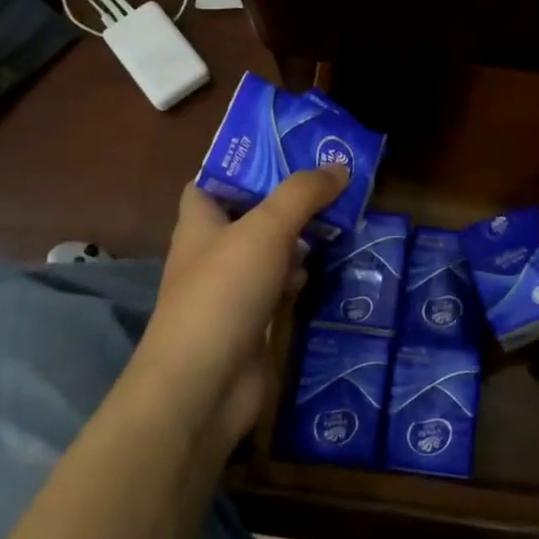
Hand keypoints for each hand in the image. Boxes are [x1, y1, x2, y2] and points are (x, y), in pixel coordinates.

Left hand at [135, 166, 348, 451]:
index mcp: (200, 223)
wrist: (204, 385)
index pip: (212, 182)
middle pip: (250, 216)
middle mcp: (212, 253)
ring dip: (298, 241)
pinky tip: (323, 271)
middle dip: (286, 202)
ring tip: (338, 221)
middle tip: (330, 185)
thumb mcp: (266, 229)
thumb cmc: (224, 292)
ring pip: (269, 254)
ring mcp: (231, 291)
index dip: (242, 166)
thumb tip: (339, 166)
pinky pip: (279, 289)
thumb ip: (303, 193)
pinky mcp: (252, 322)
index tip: (286, 152)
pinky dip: (299, 279)